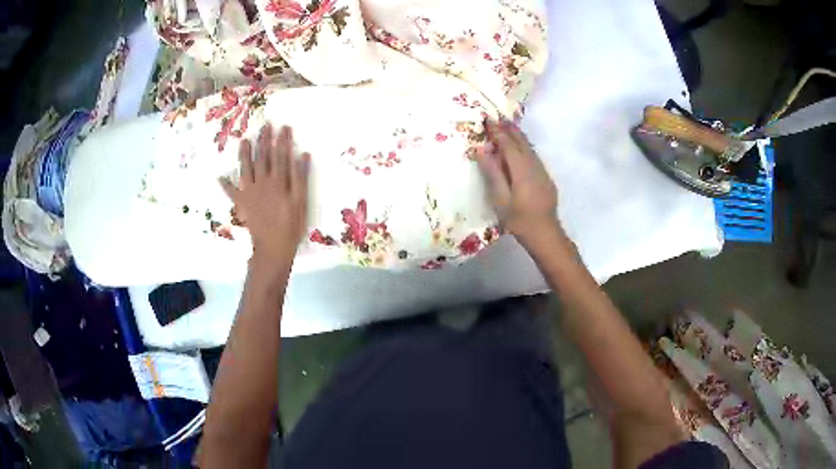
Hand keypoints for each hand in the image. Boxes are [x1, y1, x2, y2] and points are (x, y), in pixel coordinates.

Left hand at [221, 124, 309, 263]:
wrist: (272, 247)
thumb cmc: (291, 225)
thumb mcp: (301, 201)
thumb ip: (301, 177)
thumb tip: (303, 155)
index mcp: (278, 180)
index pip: (281, 155)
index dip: (283, 140)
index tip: (284, 127)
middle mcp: (262, 182)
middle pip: (263, 157)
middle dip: (265, 140)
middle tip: (265, 126)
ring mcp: (249, 192)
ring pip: (246, 168)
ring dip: (245, 153)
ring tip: (245, 140)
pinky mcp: (242, 203)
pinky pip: (231, 192)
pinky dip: (226, 184)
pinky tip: (220, 177)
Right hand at [478, 119, 559, 246]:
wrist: (545, 233)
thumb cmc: (519, 219)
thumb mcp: (500, 198)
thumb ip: (492, 172)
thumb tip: (482, 149)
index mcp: (521, 169)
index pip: (508, 144)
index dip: (497, 131)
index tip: (487, 120)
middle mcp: (534, 165)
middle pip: (521, 141)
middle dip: (509, 128)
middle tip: (496, 117)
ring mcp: (542, 171)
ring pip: (529, 147)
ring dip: (517, 135)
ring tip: (506, 126)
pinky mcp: (545, 177)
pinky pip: (533, 155)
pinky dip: (524, 146)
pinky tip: (519, 147)